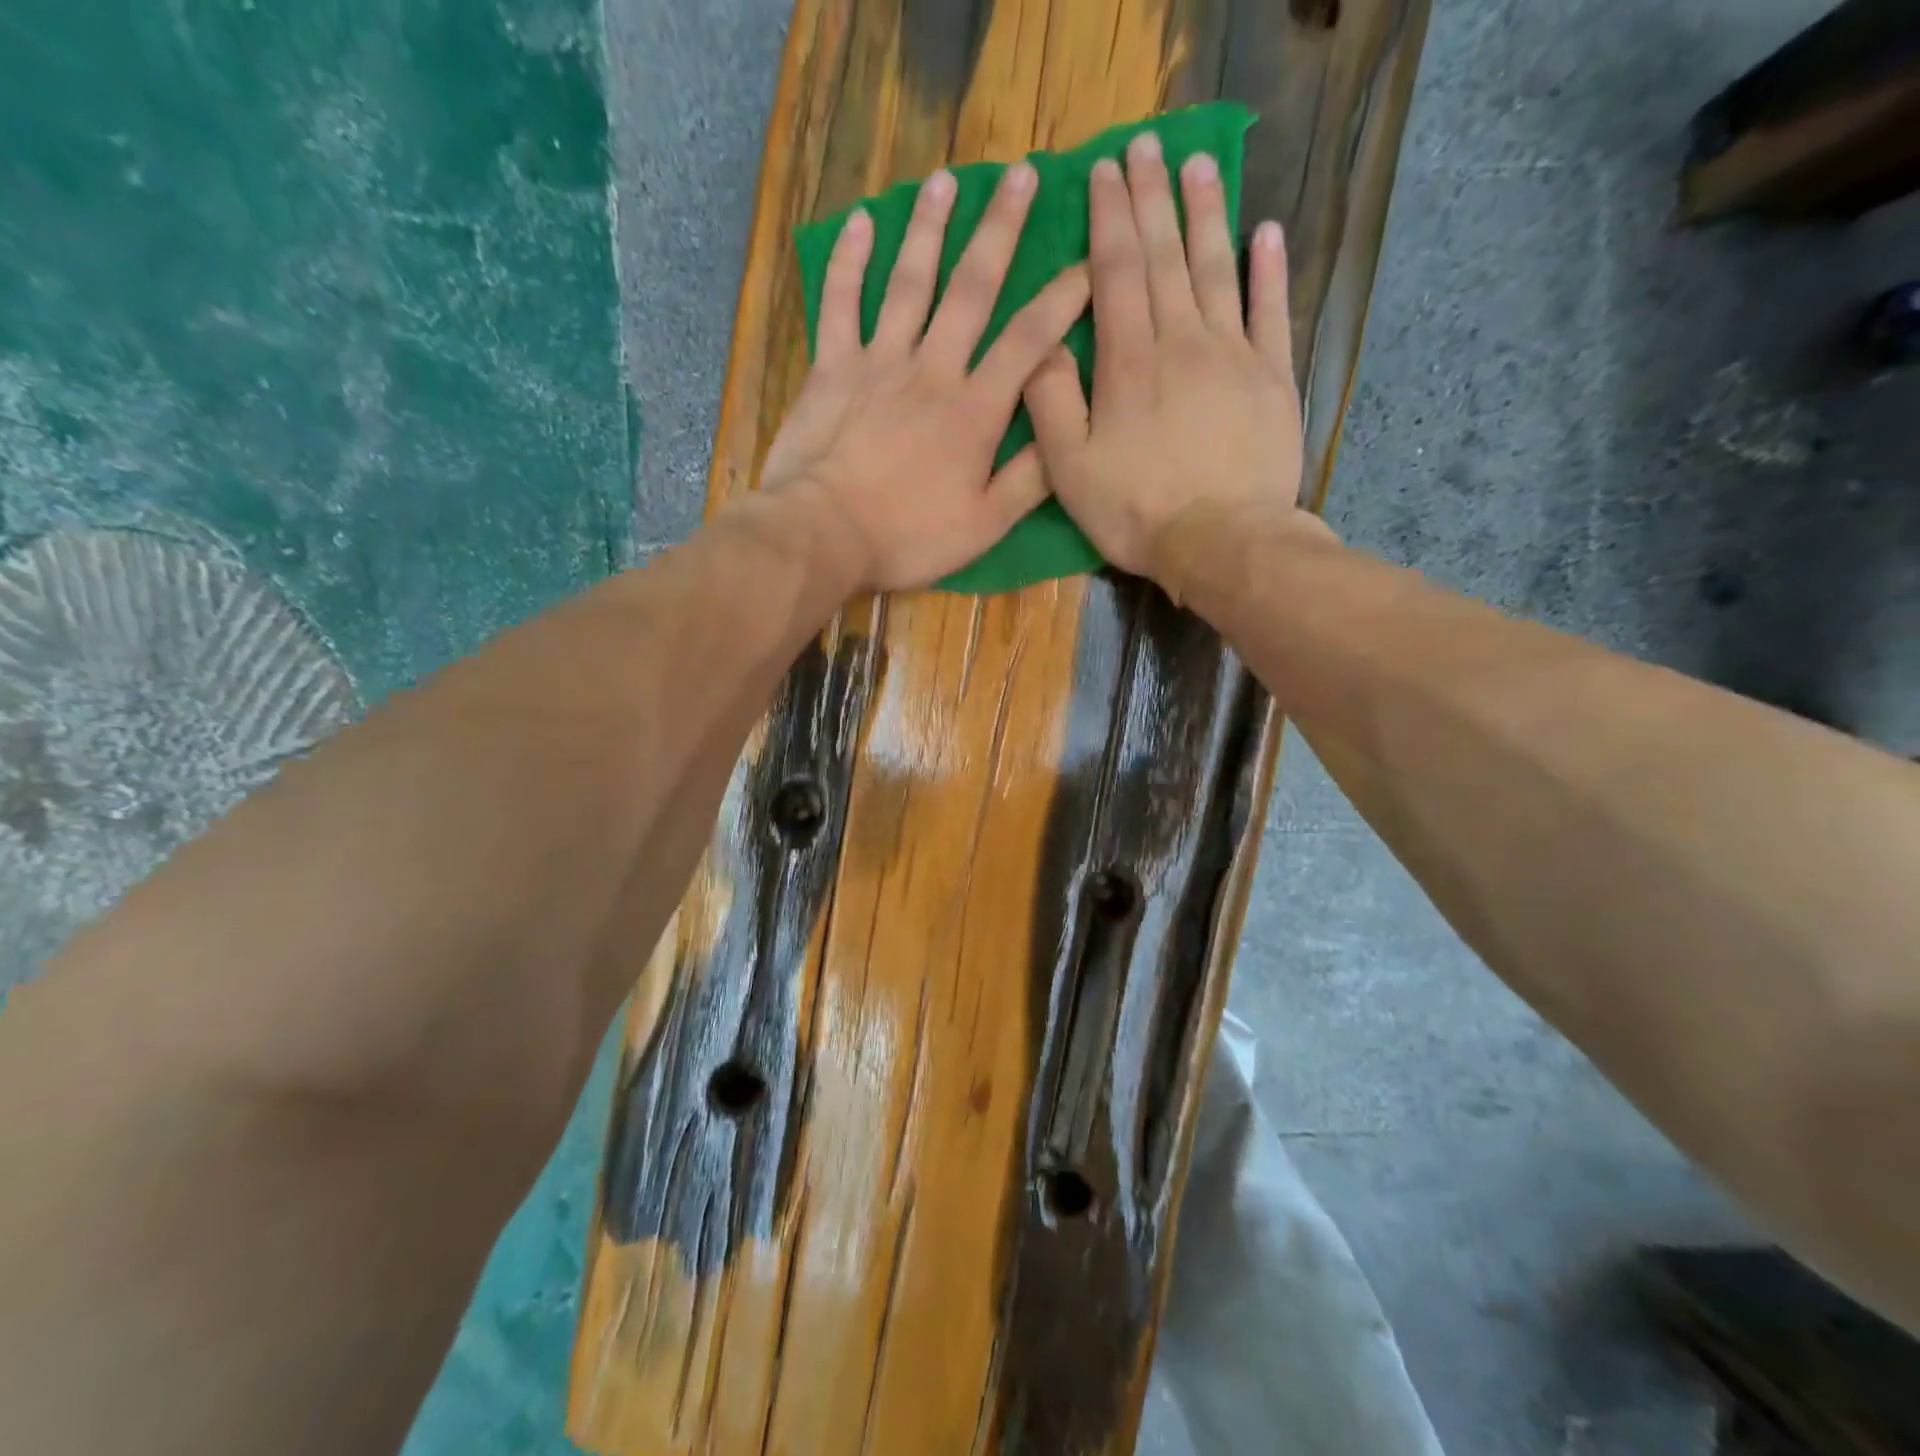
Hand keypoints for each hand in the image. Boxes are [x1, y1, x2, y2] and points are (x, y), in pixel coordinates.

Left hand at [760, 163, 1091, 592]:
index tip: (1090, 262)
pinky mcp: (832, 367)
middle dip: (1000, 230)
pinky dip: (850, 261)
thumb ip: (1028, 480)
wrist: (823, 534)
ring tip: (948, 180)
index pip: (1029, 341)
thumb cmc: (907, 536)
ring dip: (930, 228)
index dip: (1063, 299)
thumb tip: (1067, 436)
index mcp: (974, 410)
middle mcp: (932, 369)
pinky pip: (841, 302)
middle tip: (1021, 174)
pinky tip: (862, 222)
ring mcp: (878, 361)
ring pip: (909, 282)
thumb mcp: (983, 526)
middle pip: (971, 289)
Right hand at [1023, 131, 1306, 585]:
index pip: (1117, 273)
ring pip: (1218, 269)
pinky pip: (1273, 311)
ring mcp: (1234, 355)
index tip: (1103, 173)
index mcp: (1129, 363)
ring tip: (1197, 166)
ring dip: (1206, 214)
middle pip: (1166, 257)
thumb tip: (1040, 344)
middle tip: (1146, 147)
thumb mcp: (1071, 470)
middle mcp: (1182, 342)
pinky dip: (1270, 270)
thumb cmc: (1137, 512)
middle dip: (1152, 199)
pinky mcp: (1273, 377)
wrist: (1222, 542)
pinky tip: (1267, 232)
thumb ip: (1052, 403)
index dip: (1109, 220)